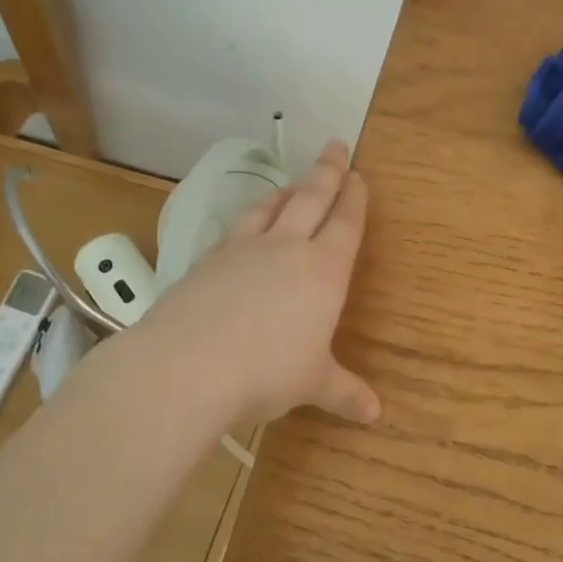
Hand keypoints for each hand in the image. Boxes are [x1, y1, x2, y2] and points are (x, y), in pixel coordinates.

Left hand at [132, 140, 379, 426]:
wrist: (188, 366)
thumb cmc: (268, 373)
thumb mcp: (313, 384)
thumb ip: (344, 392)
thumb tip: (374, 414)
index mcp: (323, 271)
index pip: (345, 224)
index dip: (354, 198)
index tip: (358, 175)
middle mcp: (285, 249)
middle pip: (311, 199)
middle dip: (327, 172)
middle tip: (336, 146)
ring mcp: (242, 250)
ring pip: (270, 207)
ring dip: (286, 191)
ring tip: (293, 183)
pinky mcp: (207, 261)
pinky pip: (235, 229)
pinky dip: (249, 220)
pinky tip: (245, 227)